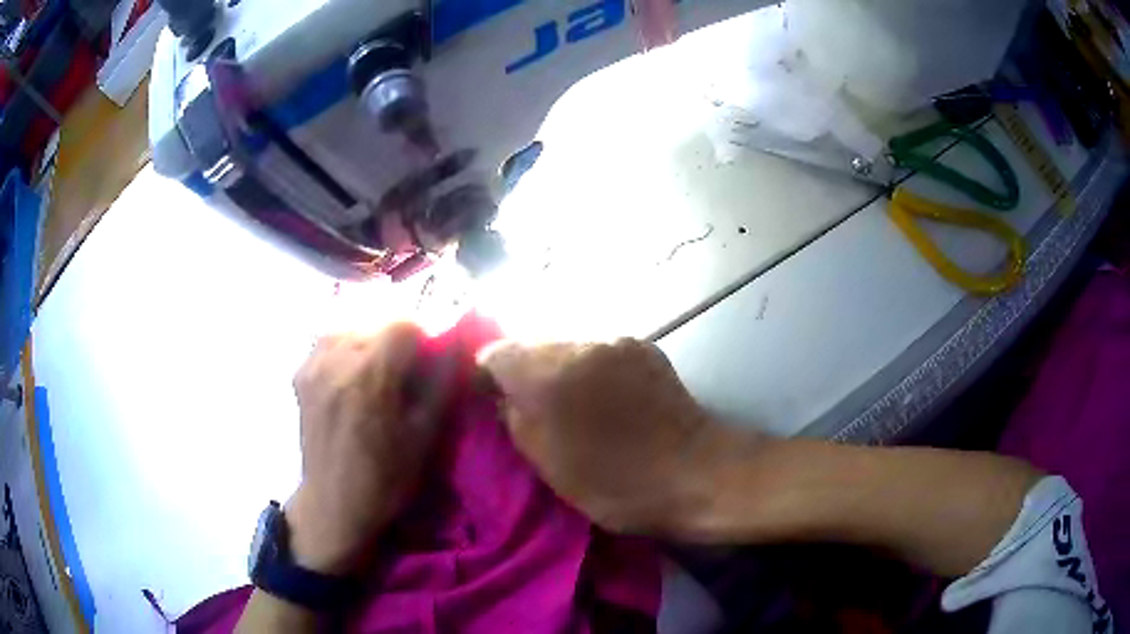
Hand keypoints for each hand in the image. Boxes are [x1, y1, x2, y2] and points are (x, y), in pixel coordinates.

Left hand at [286, 323, 445, 575]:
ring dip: (371, 334)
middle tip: (408, 363)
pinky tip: (353, 370)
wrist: (333, 504)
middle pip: (376, 317)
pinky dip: (346, 343)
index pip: (403, 321)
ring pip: (350, 322)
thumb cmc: (385, 478)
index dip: (424, 333)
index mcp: (370, 375)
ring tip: (381, 365)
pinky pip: (328, 339)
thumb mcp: (424, 436)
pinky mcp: (300, 373)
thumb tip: (460, 344)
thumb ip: (442, 383)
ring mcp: (313, 363)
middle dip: (398, 333)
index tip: (430, 356)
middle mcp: (336, 359)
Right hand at [479, 338, 760, 536]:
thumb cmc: (616, 483)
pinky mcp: (642, 346)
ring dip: (558, 368)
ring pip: (566, 345)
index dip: (487, 374)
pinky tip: (603, 396)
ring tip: (569, 402)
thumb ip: (516, 421)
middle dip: (523, 370)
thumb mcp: (550, 466)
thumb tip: (503, 395)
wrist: (695, 473)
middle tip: (529, 405)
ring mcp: (614, 341)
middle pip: (531, 344)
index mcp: (548, 377)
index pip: (497, 353)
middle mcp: (579, 345)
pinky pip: (598, 349)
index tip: (489, 397)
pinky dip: (589, 367)